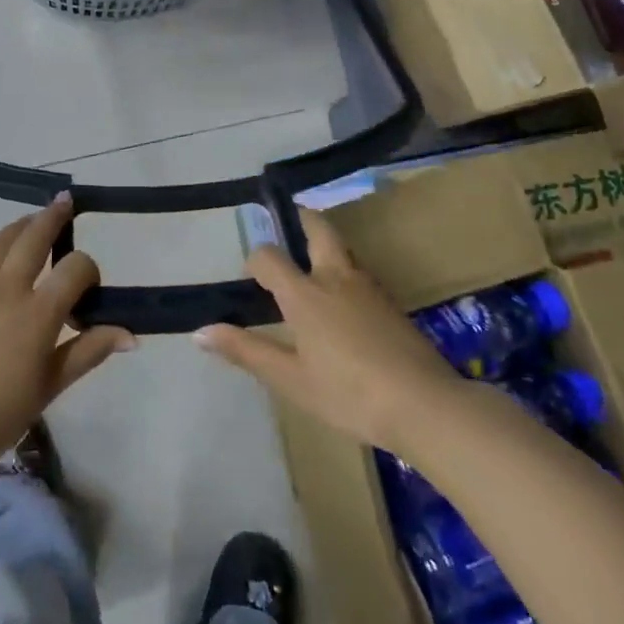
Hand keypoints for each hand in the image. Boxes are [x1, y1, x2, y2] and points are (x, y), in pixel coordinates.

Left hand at [0, 195, 133, 475]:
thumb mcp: (47, 389)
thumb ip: (87, 353)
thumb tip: (131, 335)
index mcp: (37, 313)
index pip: (74, 269)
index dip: (88, 269)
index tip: (89, 285)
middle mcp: (5, 289)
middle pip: (34, 239)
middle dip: (53, 218)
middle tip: (64, 202)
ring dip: (17, 226)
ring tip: (30, 219)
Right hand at [196, 208, 461, 455]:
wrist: (424, 404)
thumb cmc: (348, 393)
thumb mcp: (290, 379)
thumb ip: (246, 351)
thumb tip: (199, 331)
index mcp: (305, 293)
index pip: (269, 256)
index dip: (255, 259)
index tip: (251, 277)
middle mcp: (336, 277)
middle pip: (318, 229)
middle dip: (301, 219)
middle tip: (288, 221)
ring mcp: (369, 287)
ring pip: (343, 250)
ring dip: (325, 247)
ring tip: (312, 266)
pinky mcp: (391, 304)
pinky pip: (360, 274)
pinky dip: (345, 273)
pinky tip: (345, 304)